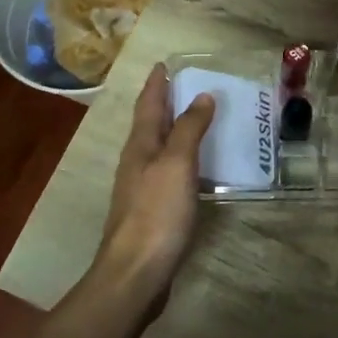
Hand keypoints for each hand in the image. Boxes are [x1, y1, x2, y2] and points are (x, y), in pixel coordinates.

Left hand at [95, 64, 213, 299]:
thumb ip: (189, 129)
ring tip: (199, 120)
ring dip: (175, 131)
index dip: (157, 84)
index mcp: (140, 146)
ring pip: (159, 148)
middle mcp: (137, 162)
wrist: (135, 273)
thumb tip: (202, 95)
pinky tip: (199, 167)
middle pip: (151, 125)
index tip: (165, 64)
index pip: (148, 105)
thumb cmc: (156, 214)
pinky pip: (170, 172)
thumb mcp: (176, 165)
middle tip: (187, 86)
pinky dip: (183, 159)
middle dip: (166, 104)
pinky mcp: (153, 211)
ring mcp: (143, 188)